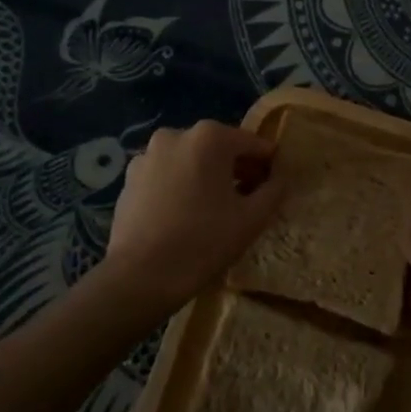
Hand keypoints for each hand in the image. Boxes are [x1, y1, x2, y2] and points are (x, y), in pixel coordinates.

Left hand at [101, 120, 283, 313]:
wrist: (140, 276)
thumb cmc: (203, 242)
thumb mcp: (252, 219)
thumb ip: (274, 190)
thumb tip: (280, 177)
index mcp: (210, 137)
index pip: (252, 143)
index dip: (268, 164)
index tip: (275, 184)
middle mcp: (176, 135)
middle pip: (218, 148)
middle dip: (236, 168)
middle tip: (248, 198)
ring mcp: (147, 155)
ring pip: (190, 161)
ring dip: (206, 176)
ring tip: (214, 210)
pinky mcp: (129, 178)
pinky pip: (166, 175)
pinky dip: (179, 186)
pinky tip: (184, 215)